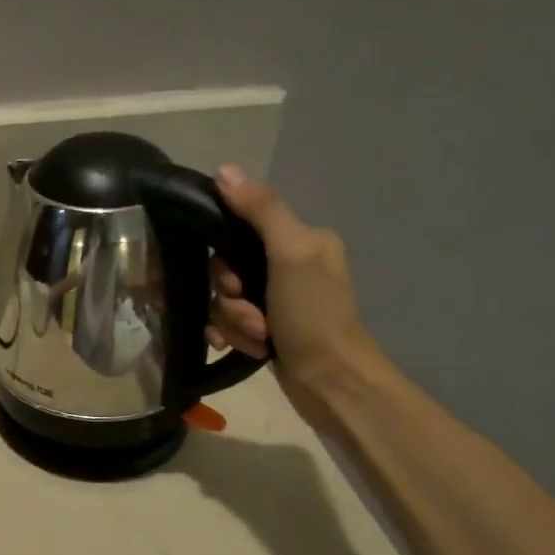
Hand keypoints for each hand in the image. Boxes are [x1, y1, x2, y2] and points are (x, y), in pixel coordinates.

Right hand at [207, 165, 386, 423]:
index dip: (224, 260)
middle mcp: (287, 264)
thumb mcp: (290, 256)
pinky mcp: (265, 327)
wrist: (331, 384)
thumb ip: (260, 211)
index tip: (235, 283)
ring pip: (223, 299)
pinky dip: (231, 335)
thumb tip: (224, 170)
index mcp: (300, 239)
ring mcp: (276, 299)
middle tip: (253, 316)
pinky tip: (242, 348)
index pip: (237, 230)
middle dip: (229, 298)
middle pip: (225, 269)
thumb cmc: (314, 317)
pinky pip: (227, 321)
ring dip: (232, 321)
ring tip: (257, 338)